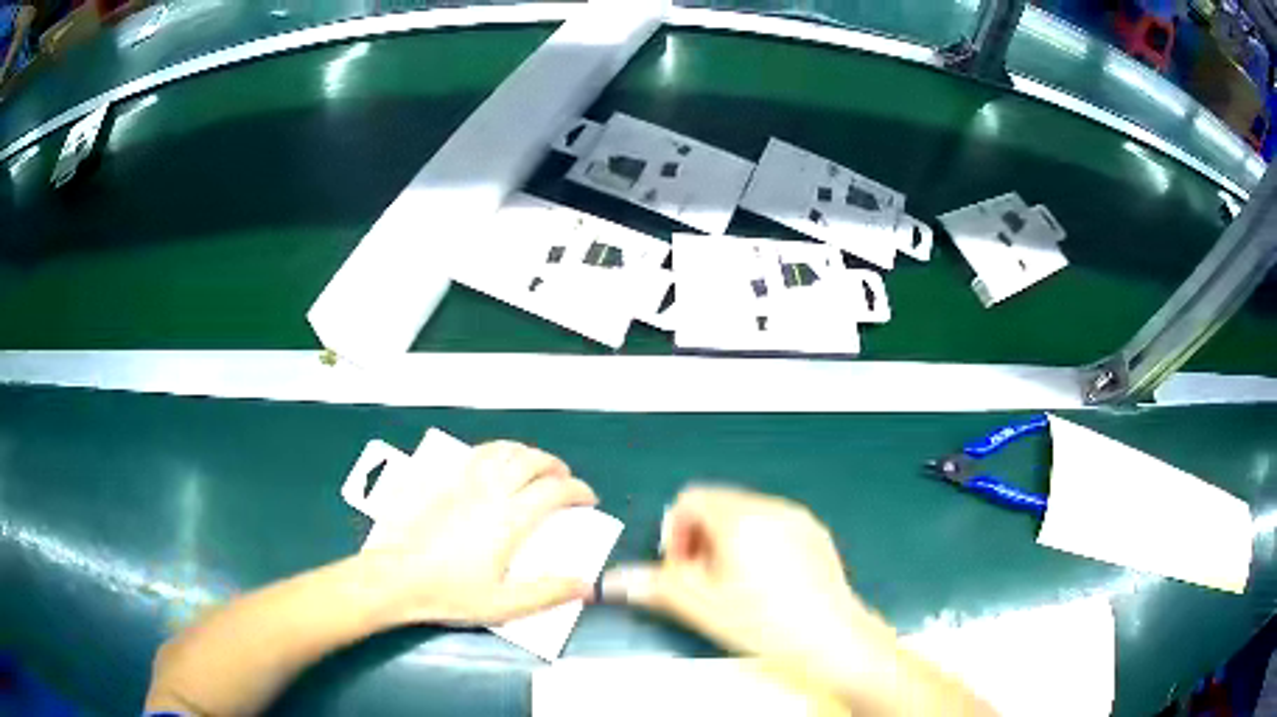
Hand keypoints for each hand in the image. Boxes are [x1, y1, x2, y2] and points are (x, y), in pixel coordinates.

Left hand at [365, 441, 597, 627]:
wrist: (400, 577)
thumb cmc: (452, 593)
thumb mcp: (505, 604)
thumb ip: (548, 593)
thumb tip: (585, 585)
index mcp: (510, 520)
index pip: (554, 492)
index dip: (578, 491)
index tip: (588, 500)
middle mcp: (491, 492)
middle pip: (531, 461)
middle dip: (555, 466)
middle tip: (565, 481)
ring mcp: (465, 483)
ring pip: (504, 451)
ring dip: (528, 453)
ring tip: (536, 466)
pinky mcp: (445, 482)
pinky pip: (478, 453)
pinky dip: (498, 450)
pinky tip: (497, 462)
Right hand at [601, 486, 895, 692]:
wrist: (832, 637)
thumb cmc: (764, 623)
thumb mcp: (702, 607)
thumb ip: (656, 586)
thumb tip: (617, 580)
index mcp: (739, 518)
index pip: (690, 499)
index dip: (675, 533)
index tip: (682, 568)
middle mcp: (770, 508)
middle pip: (719, 504)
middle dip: (700, 538)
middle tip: (703, 579)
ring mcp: (798, 519)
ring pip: (746, 515)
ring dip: (727, 541)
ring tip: (733, 584)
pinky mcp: (815, 533)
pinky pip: (774, 524)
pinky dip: (757, 543)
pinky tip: (765, 583)